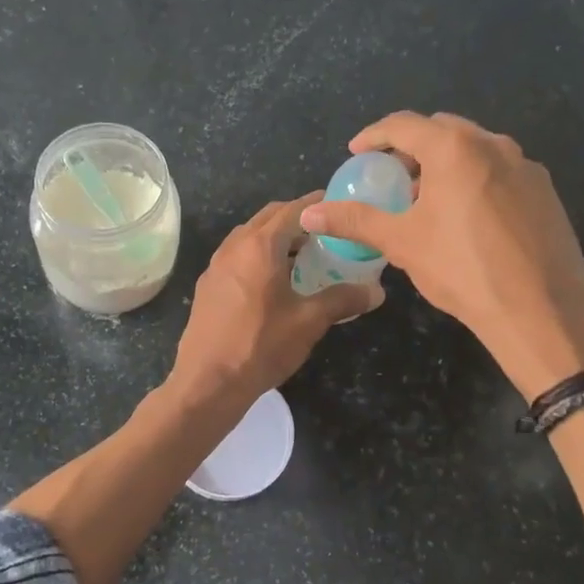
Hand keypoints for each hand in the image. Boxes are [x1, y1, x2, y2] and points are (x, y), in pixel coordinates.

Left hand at [171, 193, 383, 402]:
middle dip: (295, 217)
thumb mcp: (309, 322)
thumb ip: (343, 299)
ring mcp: (216, 265)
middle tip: (324, 229)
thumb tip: (376, 292)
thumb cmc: (261, 345)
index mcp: (259, 246)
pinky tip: (273, 280)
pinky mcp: (208, 286)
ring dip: (275, 237)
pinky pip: (237, 256)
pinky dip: (258, 255)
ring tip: (303, 253)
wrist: (208, 382)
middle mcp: (234, 246)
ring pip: (249, 237)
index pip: (292, 210)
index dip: (315, 204)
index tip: (337, 202)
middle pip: (268, 217)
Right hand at [300, 112, 583, 399]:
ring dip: (444, 163)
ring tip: (426, 199)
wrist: (540, 311)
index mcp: (455, 148)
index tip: (356, 154)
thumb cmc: (462, 269)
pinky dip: (474, 179)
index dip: (374, 136)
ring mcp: (525, 166)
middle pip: (442, 130)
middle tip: (391, 176)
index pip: (404, 124)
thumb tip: (310, 214)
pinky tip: (466, 217)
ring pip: (475, 150)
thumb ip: (355, 220)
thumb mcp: (401, 242)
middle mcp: (494, 145)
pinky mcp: (545, 192)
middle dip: (411, 147)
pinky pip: (500, 171)